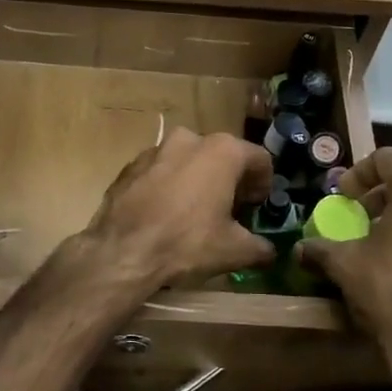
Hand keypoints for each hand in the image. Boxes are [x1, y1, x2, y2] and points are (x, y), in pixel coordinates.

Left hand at [82, 129, 275, 292]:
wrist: (122, 251)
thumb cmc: (186, 243)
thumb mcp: (234, 250)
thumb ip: (260, 247)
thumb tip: (269, 251)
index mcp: (222, 151)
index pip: (259, 159)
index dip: (264, 184)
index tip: (257, 207)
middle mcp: (189, 139)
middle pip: (222, 156)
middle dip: (230, 180)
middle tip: (229, 210)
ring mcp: (155, 149)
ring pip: (188, 160)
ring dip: (197, 180)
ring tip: (195, 212)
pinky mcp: (130, 165)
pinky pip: (160, 171)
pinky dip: (168, 186)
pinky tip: (164, 214)